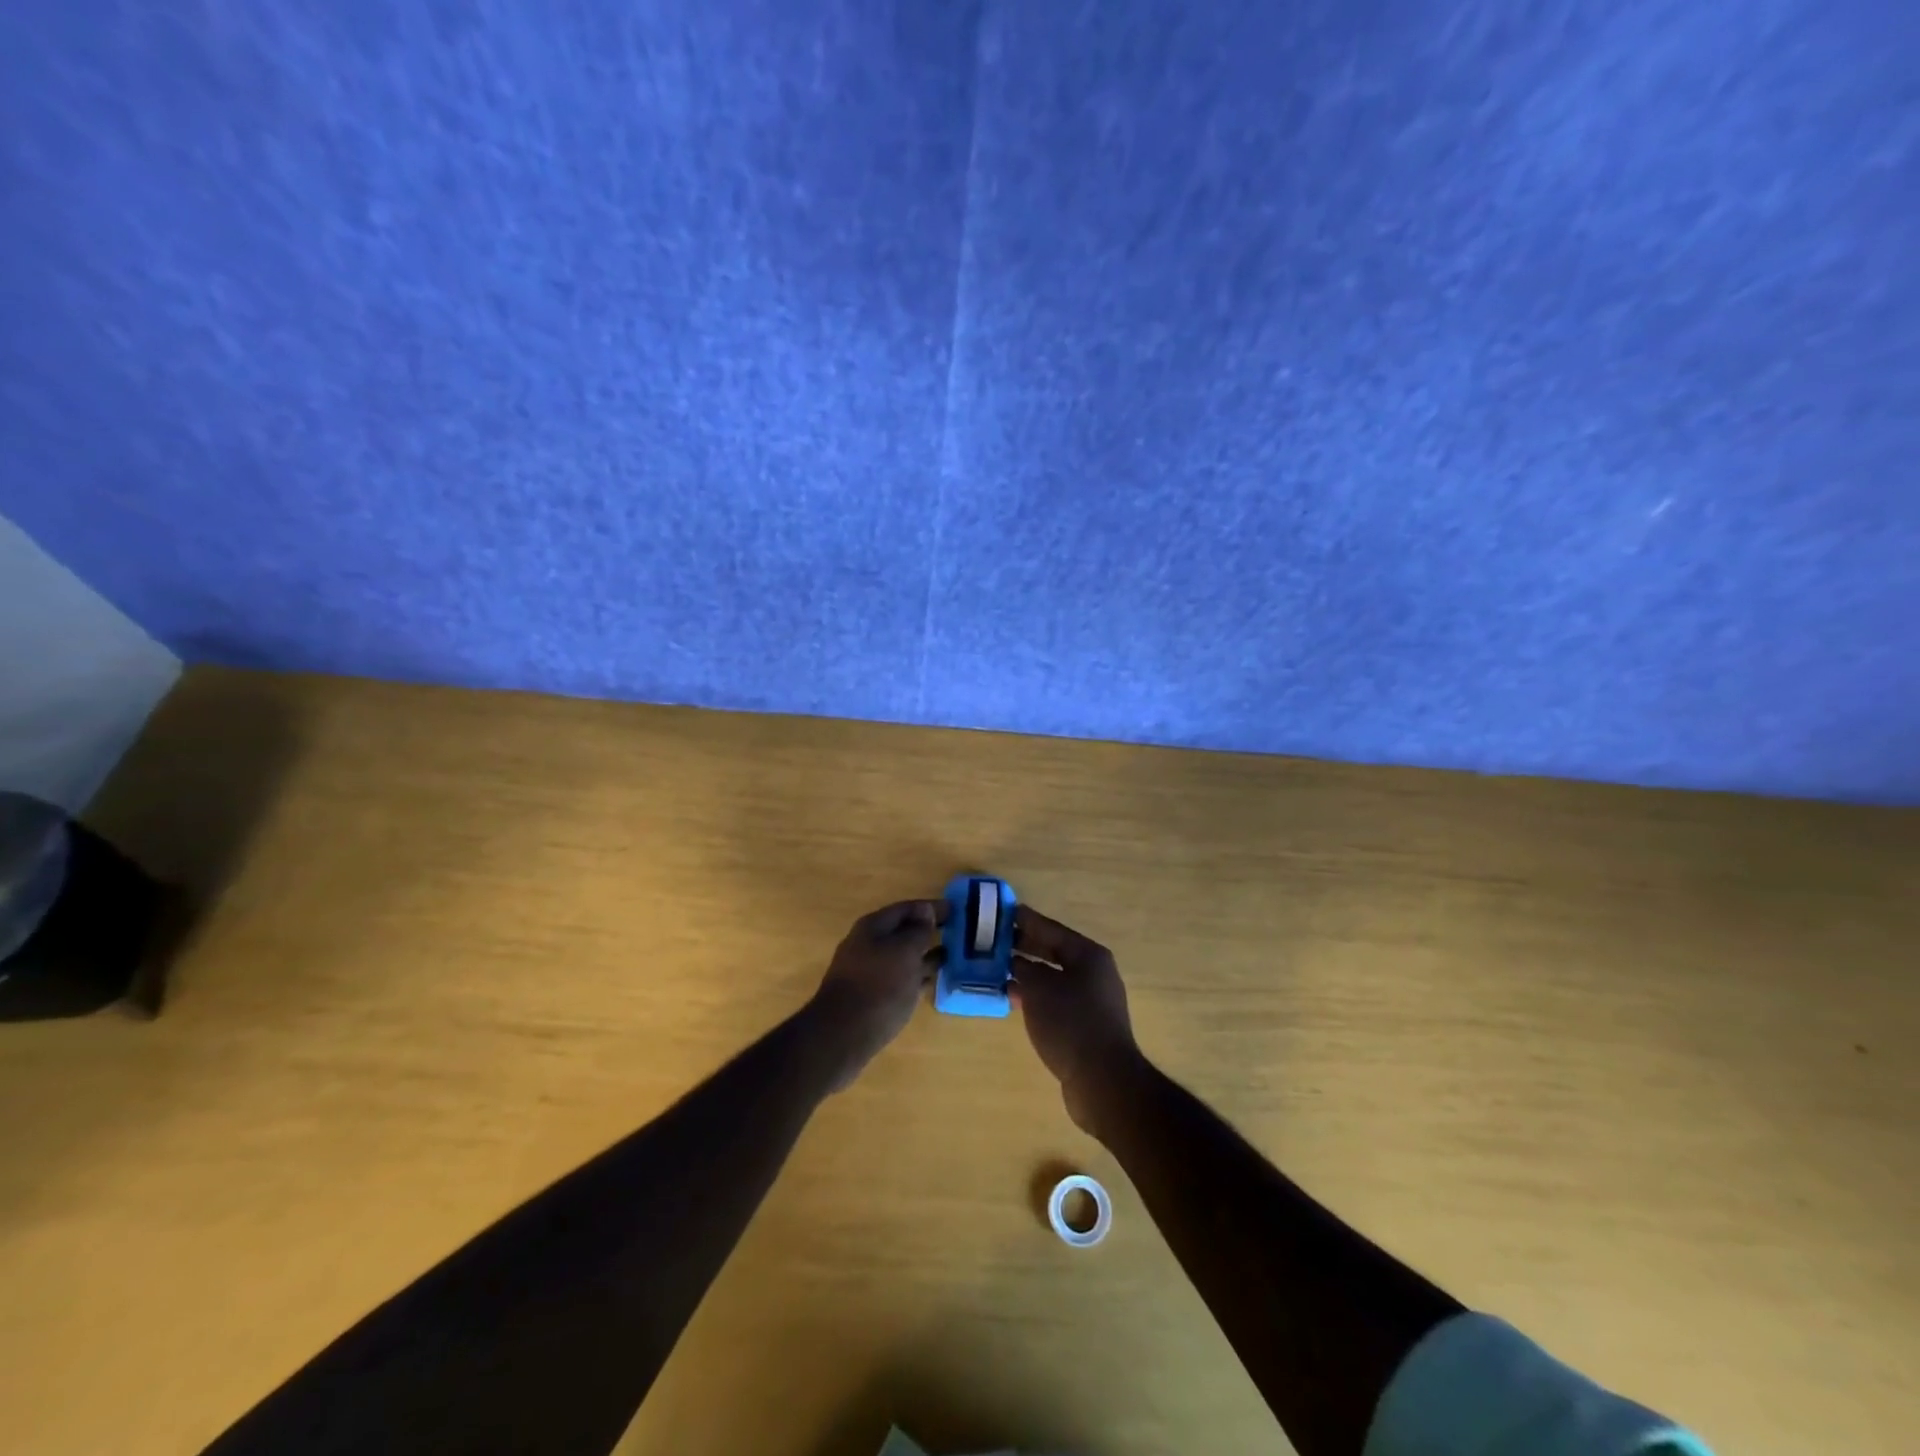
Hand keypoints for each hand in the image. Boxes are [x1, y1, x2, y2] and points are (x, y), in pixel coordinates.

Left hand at [807, 899, 943, 1090]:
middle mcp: (868, 945)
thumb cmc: (878, 985)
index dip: (931, 907)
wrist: (843, 1035)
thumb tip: (925, 912)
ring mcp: (868, 972)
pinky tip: (933, 981)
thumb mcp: (904, 952)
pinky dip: (917, 975)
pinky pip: (900, 978)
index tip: (956, 909)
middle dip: (928, 930)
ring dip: (924, 954)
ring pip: (902, 957)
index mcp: (872, 927)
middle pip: (902, 932)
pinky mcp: (872, 996)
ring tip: (952, 956)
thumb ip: (918, 931)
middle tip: (958, 932)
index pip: (906, 908)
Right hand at [1011, 906, 1141, 1132]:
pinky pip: (1054, 1000)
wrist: (1102, 1080)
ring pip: (1052, 978)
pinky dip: (1034, 996)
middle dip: (1024, 947)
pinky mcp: (1084, 1025)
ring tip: (995, 969)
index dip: (1027, 921)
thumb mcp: (1039, 988)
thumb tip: (1015, 962)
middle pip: (1053, 952)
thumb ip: (1024, 969)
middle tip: (993, 941)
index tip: (1004, 912)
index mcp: (1089, 955)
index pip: (1052, 929)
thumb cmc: (1070, 1022)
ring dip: (1026, 974)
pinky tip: (1011, 998)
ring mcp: (1091, 1001)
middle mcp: (1093, 973)